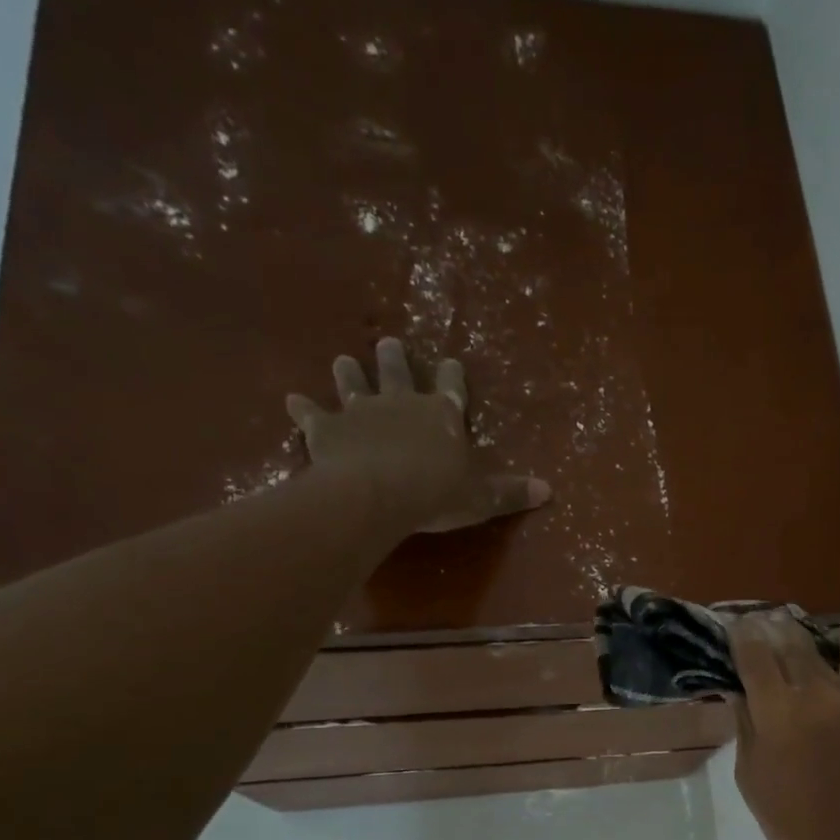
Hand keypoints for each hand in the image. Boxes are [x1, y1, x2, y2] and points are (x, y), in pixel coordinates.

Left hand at [286, 337, 550, 532]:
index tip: (451, 361)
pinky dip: (301, 409)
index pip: (451, 388)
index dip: (452, 376)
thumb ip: (511, 493)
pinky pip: (311, 415)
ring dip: (348, 374)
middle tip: (387, 341)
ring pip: (353, 385)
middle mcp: (401, 403)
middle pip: (397, 373)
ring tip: (342, 360)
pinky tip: (289, 399)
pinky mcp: (327, 429)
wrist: (377, 494)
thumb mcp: (482, 498)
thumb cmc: (435, 494)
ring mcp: (361, 412)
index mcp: (441, 415)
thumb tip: (550, 491)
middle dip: (394, 358)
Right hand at [730, 613, 839, 839]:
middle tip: (759, 616)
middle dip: (771, 627)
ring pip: (824, 652)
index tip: (733, 622)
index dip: (742, 636)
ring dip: (804, 633)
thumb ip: (746, 729)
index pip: (754, 658)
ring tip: (791, 619)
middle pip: (790, 646)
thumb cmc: (792, 820)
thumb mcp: (751, 777)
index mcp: (776, 712)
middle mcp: (813, 695)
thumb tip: (740, 694)